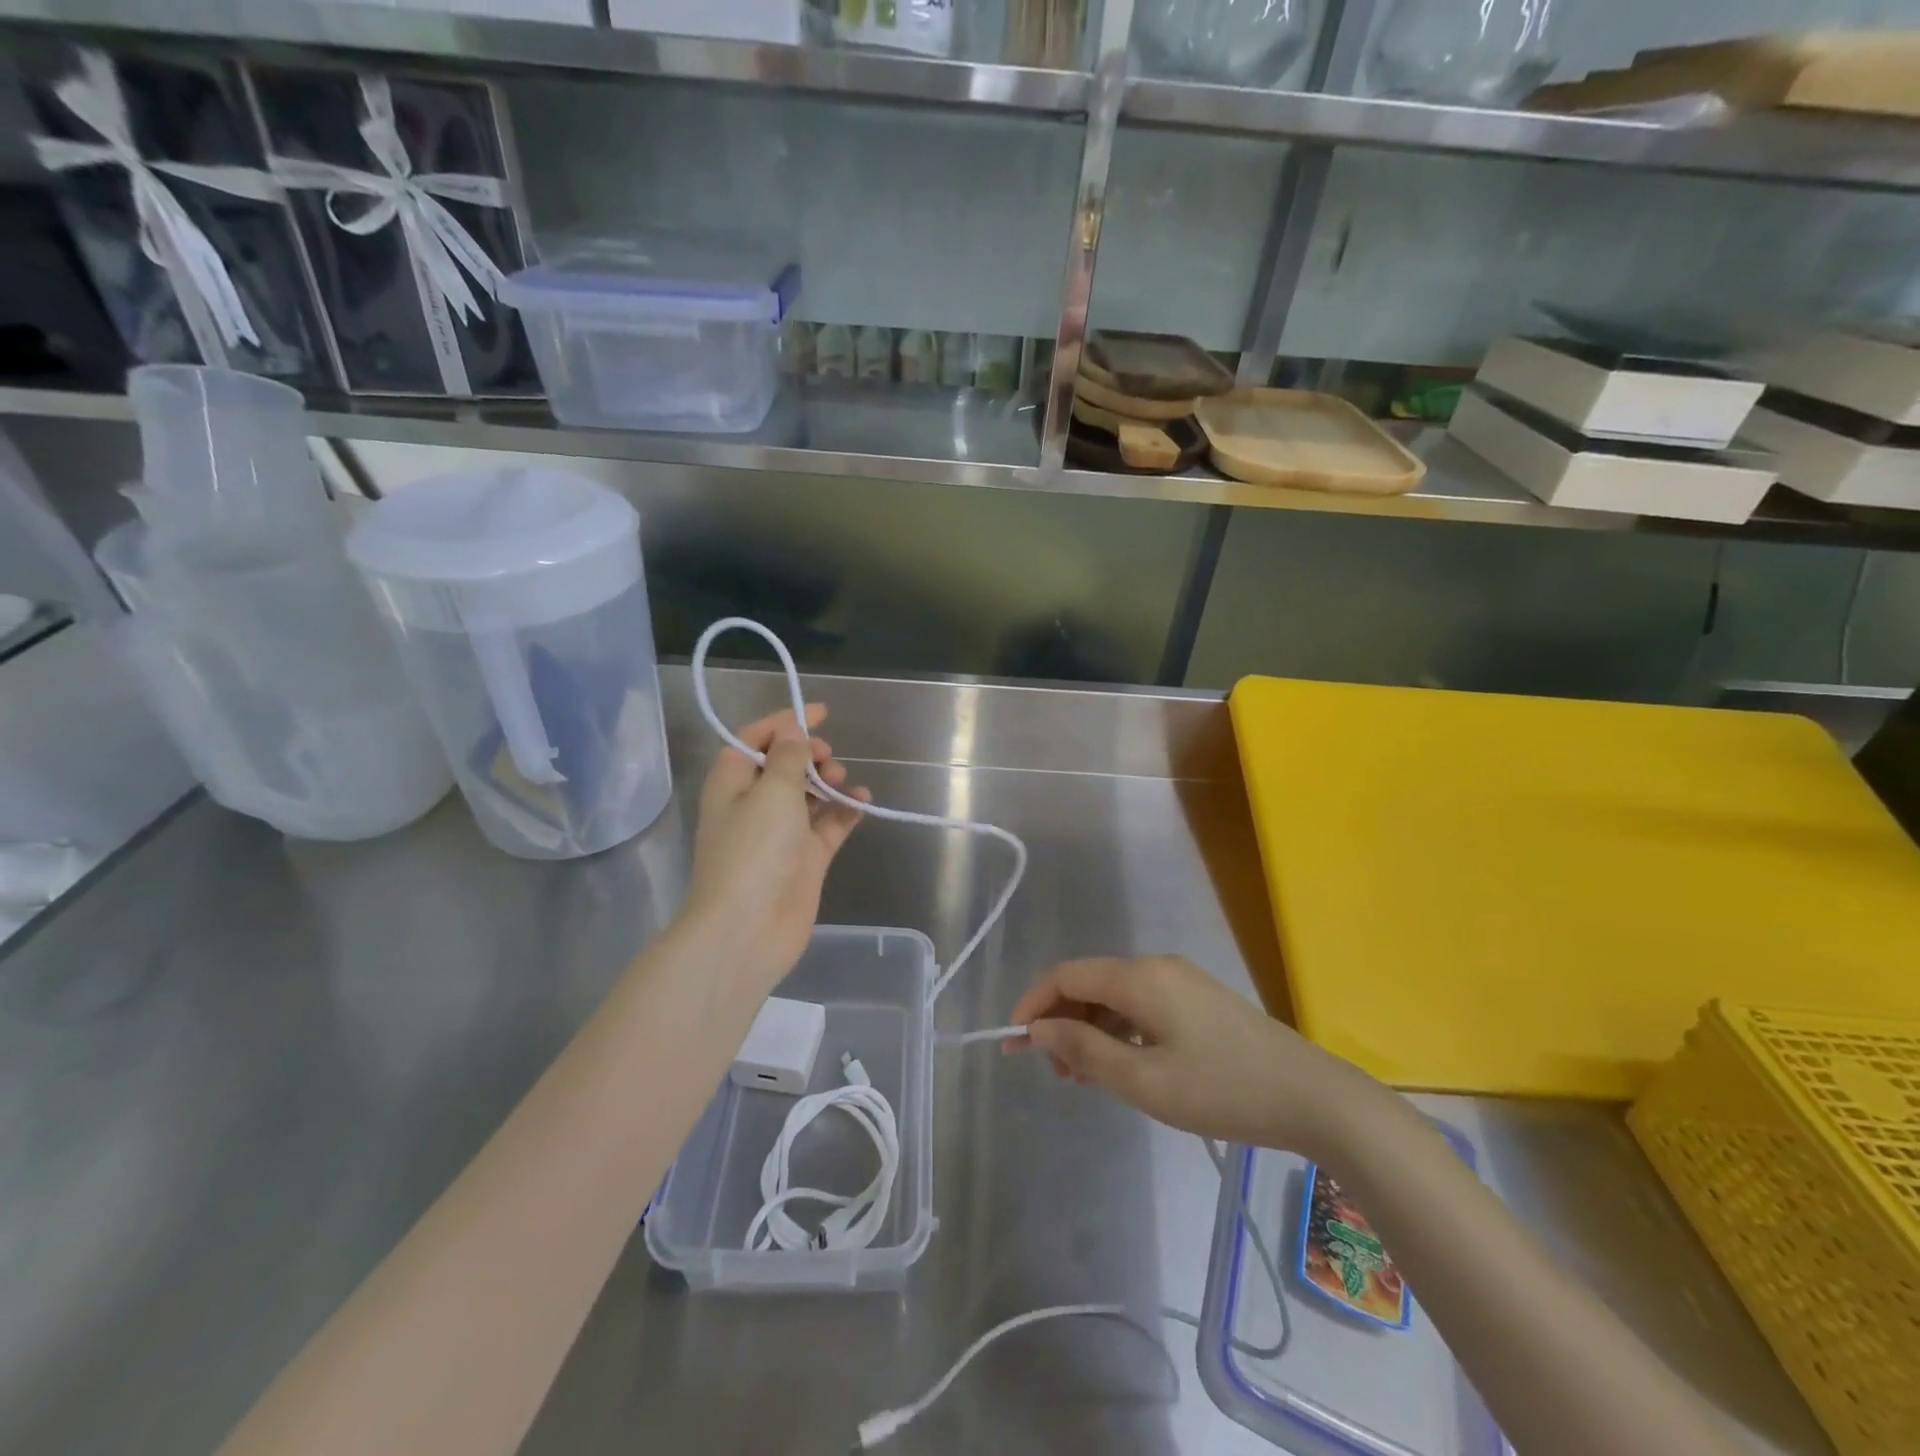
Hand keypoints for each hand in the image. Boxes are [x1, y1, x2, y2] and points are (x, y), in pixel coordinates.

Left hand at [679, 705, 869, 994]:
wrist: (749, 929)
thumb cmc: (753, 850)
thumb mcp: (771, 791)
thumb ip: (788, 756)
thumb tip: (793, 730)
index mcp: (733, 783)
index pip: (755, 739)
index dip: (785, 721)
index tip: (820, 712)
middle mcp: (754, 805)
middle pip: (784, 765)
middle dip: (809, 754)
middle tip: (827, 759)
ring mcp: (781, 834)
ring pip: (808, 794)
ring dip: (827, 781)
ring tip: (841, 781)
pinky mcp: (805, 858)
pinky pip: (828, 824)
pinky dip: (845, 810)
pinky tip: (862, 800)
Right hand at [1008, 955, 1380, 1156]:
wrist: (1313, 1097)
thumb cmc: (1223, 1089)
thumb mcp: (1145, 1080)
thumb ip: (1085, 1050)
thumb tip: (1039, 1029)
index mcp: (1140, 976)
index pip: (1067, 975)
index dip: (1034, 1003)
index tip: (1013, 1042)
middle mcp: (1156, 966)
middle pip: (1090, 983)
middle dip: (1062, 1021)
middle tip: (1054, 1072)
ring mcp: (1181, 981)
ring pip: (1116, 996)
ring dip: (1090, 1029)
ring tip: (1084, 1076)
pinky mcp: (1198, 1000)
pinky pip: (1142, 1006)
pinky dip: (1119, 1031)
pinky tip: (1121, 1065)